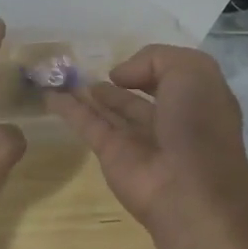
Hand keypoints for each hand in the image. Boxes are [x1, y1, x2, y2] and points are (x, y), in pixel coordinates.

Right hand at [45, 44, 247, 231]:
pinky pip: (86, 123)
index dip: (151, 66)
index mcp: (196, 100)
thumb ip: (155, 59)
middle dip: (118, 81)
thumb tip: (118, 75)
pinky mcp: (110, 153)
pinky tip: (50, 95)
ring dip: (90, 93)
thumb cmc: (197, 124)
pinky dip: (67, 109)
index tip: (130, 60)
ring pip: (109, 109)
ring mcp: (137, 139)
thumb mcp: (192, 71)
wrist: (190, 190)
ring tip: (65, 75)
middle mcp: (168, 119)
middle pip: (136, 95)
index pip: (170, 77)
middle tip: (89, 65)